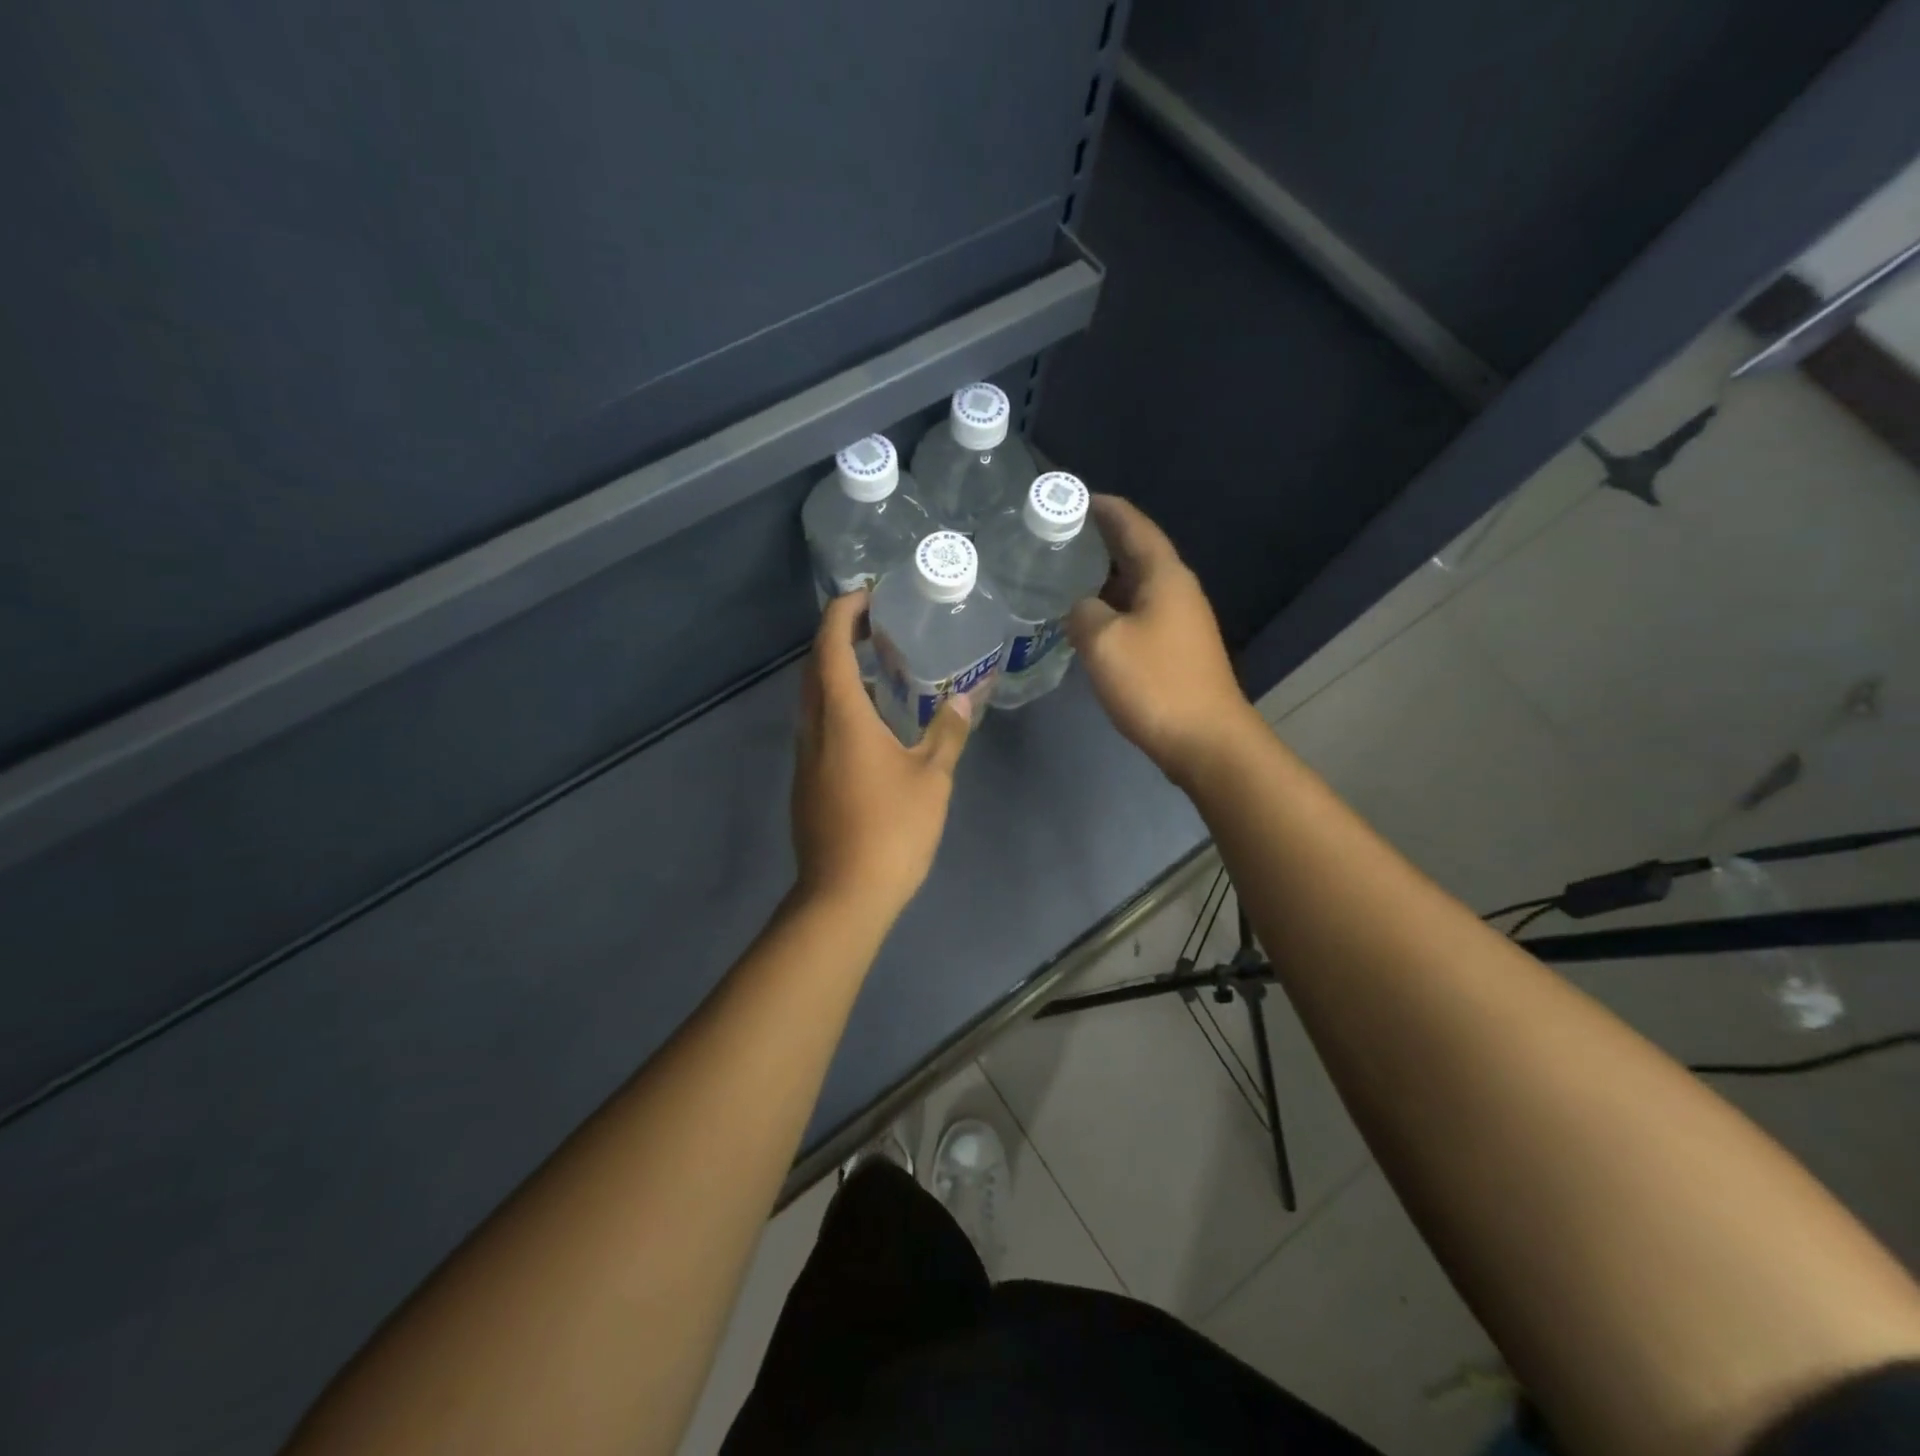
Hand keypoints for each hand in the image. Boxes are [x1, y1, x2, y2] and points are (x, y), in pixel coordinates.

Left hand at [791, 592, 975, 919]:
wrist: (843, 895)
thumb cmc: (892, 830)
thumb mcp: (932, 778)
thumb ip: (948, 733)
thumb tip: (964, 699)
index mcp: (841, 716)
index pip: (830, 645)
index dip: (844, 613)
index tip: (867, 595)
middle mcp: (813, 728)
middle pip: (816, 667)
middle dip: (840, 638)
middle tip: (879, 627)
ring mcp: (804, 757)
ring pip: (814, 699)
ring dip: (838, 674)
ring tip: (881, 671)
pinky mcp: (806, 783)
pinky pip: (818, 727)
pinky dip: (839, 707)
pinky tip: (872, 725)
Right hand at [1068, 495, 1258, 781]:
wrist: (1205, 741)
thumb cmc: (1155, 683)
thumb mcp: (1104, 641)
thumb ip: (1082, 613)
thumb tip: (1080, 609)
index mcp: (1164, 576)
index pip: (1134, 525)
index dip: (1105, 508)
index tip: (1074, 497)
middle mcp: (1177, 590)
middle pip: (1136, 553)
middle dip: (1100, 541)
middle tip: (1058, 536)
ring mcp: (1180, 621)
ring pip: (1136, 586)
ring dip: (1104, 577)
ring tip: (1064, 574)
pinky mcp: (1176, 650)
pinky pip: (1138, 614)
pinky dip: (1112, 608)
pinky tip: (1087, 620)